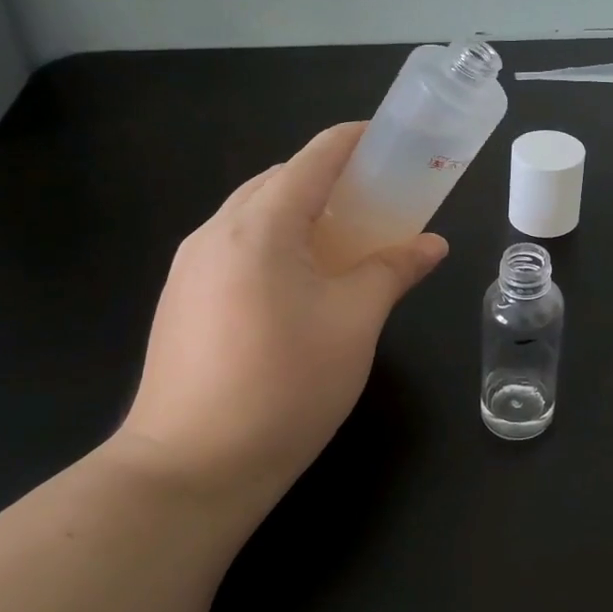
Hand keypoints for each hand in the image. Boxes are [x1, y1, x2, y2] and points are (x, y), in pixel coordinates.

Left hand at [116, 123, 447, 520]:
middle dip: (330, 179)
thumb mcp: (355, 322)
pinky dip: (275, 242)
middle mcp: (216, 232)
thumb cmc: (286, 385)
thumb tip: (432, 245)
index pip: (314, 158)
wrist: (190, 469)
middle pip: (280, 181)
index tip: (392, 144)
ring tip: (345, 242)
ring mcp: (189, 266)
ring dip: (301, 212)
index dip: (355, 141)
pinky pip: (235, 246)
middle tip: (378, 202)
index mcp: (260, 226)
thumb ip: (394, 271)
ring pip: (253, 214)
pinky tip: (301, 283)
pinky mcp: (181, 298)